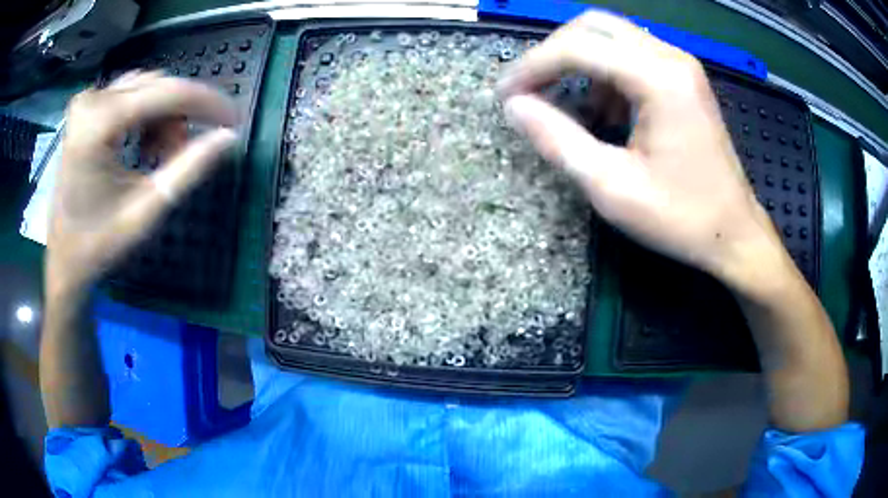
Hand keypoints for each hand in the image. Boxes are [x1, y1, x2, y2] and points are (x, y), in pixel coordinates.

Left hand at [46, 71, 238, 297]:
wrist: (64, 258)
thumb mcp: (146, 210)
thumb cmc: (99, 243)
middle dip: (179, 116)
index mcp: (99, 123)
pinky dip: (146, 115)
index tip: (233, 119)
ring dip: (163, 117)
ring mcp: (87, 101)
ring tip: (160, 155)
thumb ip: (188, 170)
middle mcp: (92, 100)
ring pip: (146, 88)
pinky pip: (130, 94)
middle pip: (156, 88)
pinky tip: (143, 145)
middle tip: (182, 155)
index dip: (205, 103)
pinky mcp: (86, 108)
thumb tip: (229, 137)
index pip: (166, 94)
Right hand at [498, 11, 789, 293]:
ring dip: (578, 60)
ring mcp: (680, 65)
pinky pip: (632, 54)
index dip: (532, 66)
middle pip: (593, 26)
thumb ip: (558, 140)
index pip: (577, 47)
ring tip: (564, 102)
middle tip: (531, 89)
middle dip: (553, 53)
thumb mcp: (611, 187)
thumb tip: (514, 106)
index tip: (505, 96)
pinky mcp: (683, 78)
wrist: (734, 233)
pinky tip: (603, 111)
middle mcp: (671, 57)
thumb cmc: (680, 218)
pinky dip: (604, 72)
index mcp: (659, 79)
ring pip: (611, 35)